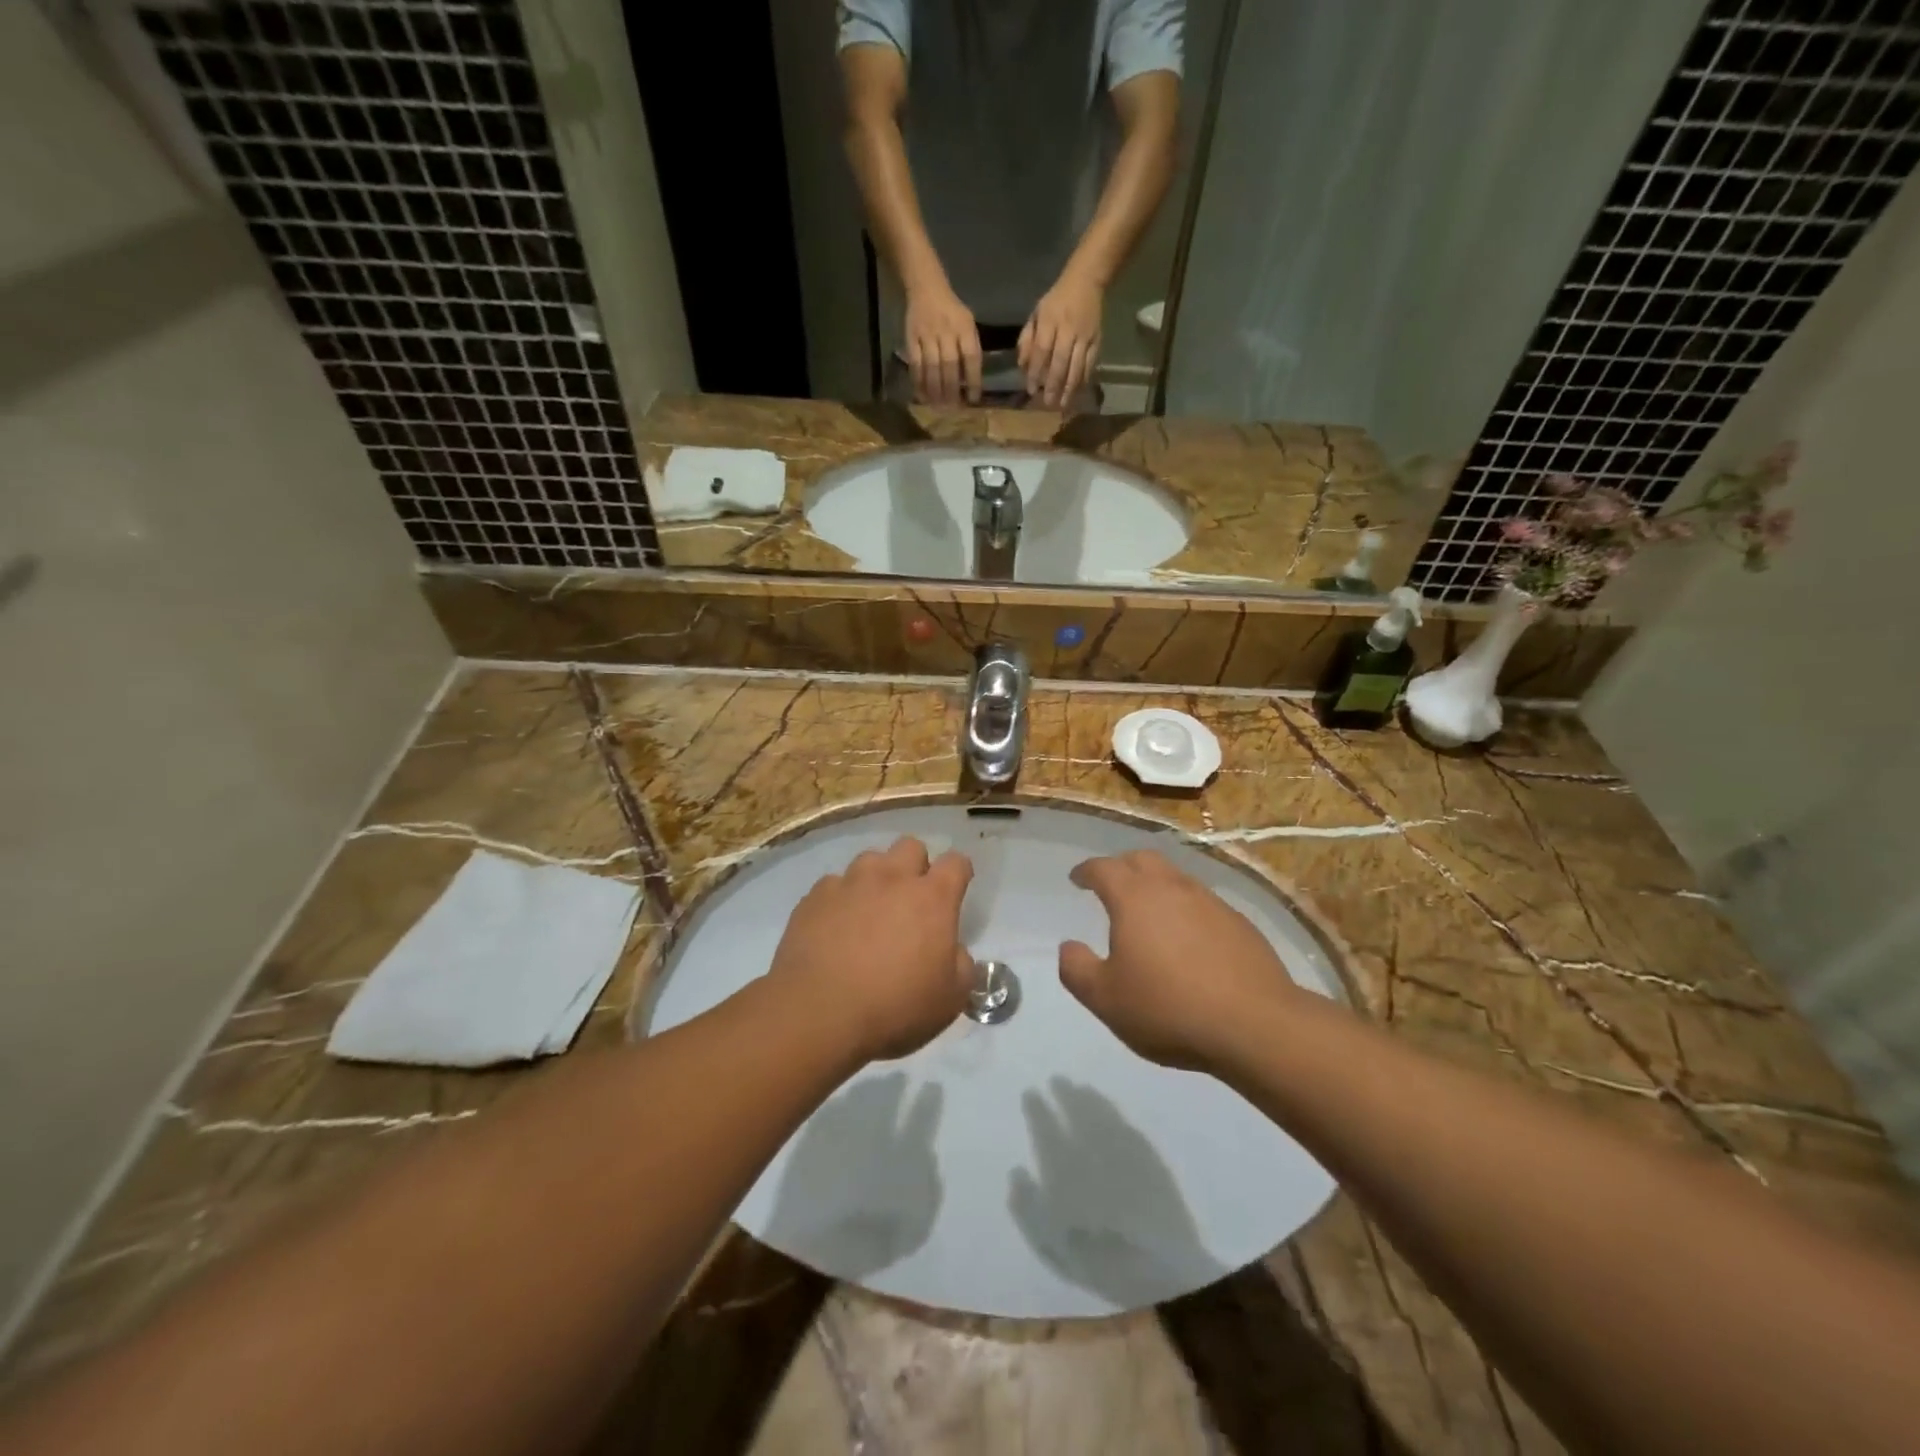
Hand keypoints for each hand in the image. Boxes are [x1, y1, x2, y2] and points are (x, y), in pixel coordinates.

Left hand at [767, 836, 974, 1062]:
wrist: (819, 1013)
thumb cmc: (895, 1007)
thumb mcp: (951, 998)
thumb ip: (961, 965)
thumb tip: (952, 951)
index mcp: (932, 898)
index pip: (956, 863)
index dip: (959, 872)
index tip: (956, 890)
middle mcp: (892, 878)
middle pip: (911, 846)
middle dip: (916, 866)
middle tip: (911, 901)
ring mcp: (850, 883)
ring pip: (870, 860)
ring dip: (876, 878)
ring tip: (870, 911)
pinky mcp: (815, 896)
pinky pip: (833, 885)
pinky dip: (840, 899)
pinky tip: (835, 927)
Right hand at [904, 281, 982, 404]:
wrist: (926, 288)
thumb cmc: (952, 311)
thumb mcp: (968, 324)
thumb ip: (970, 349)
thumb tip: (971, 382)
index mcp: (964, 327)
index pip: (971, 357)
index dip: (973, 380)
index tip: (973, 399)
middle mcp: (946, 331)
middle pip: (949, 365)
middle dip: (951, 390)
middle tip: (953, 409)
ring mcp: (927, 335)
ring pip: (931, 367)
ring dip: (935, 390)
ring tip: (938, 407)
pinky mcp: (911, 339)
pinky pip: (915, 364)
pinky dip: (918, 382)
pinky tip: (922, 396)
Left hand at [1019, 269, 1102, 408]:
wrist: (1087, 281)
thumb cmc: (1056, 301)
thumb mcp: (1036, 314)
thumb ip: (1027, 339)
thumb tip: (1022, 366)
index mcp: (1050, 321)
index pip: (1041, 350)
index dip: (1035, 371)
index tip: (1031, 389)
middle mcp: (1068, 329)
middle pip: (1060, 362)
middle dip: (1053, 385)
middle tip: (1048, 404)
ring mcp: (1085, 336)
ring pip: (1077, 366)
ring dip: (1069, 388)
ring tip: (1063, 405)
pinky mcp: (1097, 340)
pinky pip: (1090, 364)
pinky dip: (1084, 380)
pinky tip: (1078, 392)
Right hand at [1059, 851, 1307, 1071]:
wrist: (1255, 1025)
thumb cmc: (1168, 1009)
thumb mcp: (1105, 999)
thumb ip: (1076, 969)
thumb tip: (1069, 947)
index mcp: (1134, 898)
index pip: (1103, 868)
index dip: (1086, 871)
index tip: (1077, 879)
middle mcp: (1172, 888)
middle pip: (1142, 859)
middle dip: (1121, 866)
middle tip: (1111, 884)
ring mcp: (1210, 902)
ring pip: (1175, 878)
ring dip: (1156, 885)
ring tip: (1149, 910)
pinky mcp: (1239, 923)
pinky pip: (1202, 903)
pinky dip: (1185, 909)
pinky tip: (1188, 938)